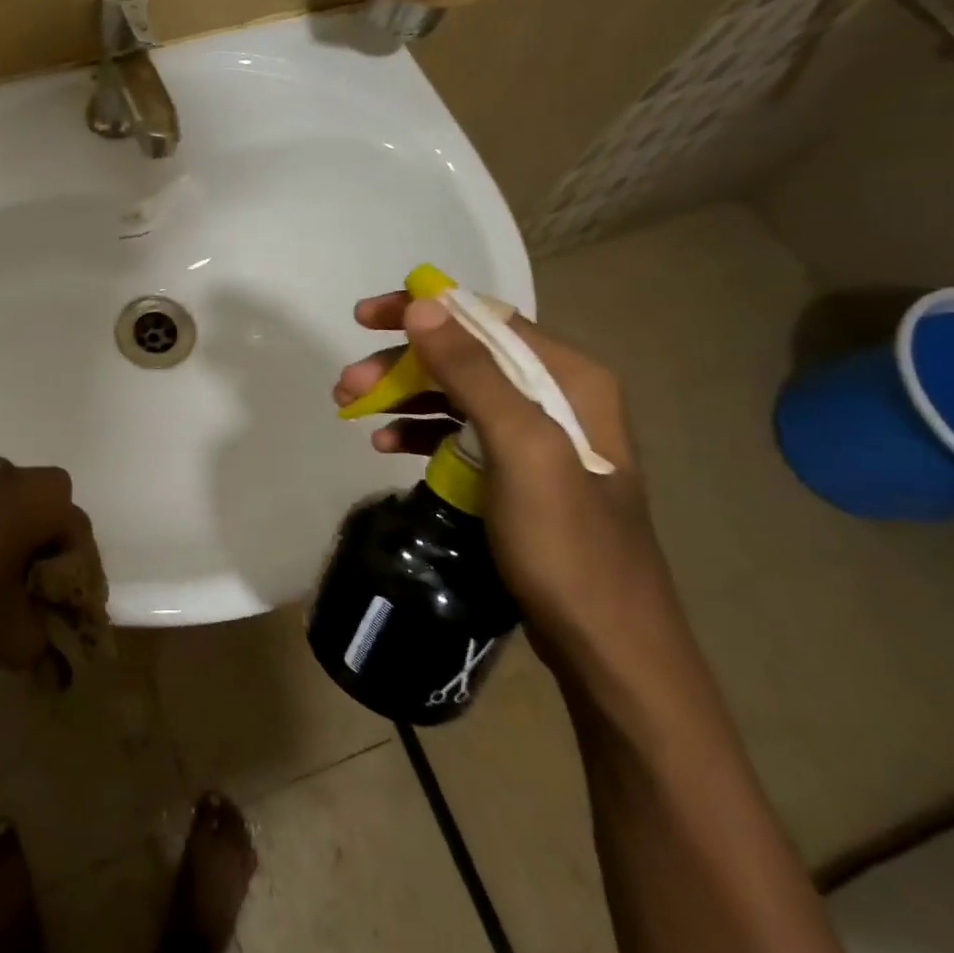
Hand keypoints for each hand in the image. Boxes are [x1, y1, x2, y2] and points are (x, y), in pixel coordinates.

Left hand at [0, 461, 97, 669]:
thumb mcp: (10, 637)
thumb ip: (42, 643)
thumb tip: (51, 651)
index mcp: (37, 501)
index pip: (78, 524)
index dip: (79, 563)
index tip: (65, 596)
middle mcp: (7, 477)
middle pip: (45, 497)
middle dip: (47, 533)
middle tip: (34, 575)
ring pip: (4, 496)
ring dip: (7, 526)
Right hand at [334, 293, 669, 650]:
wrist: (607, 647)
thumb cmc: (567, 543)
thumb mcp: (521, 449)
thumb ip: (473, 372)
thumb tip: (422, 305)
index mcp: (569, 376)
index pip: (484, 317)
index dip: (421, 310)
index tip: (364, 318)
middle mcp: (556, 395)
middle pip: (464, 355)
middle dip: (400, 363)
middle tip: (346, 384)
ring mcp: (537, 436)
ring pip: (455, 393)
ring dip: (401, 396)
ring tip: (351, 411)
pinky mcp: (517, 472)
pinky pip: (459, 433)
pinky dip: (419, 432)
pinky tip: (385, 445)